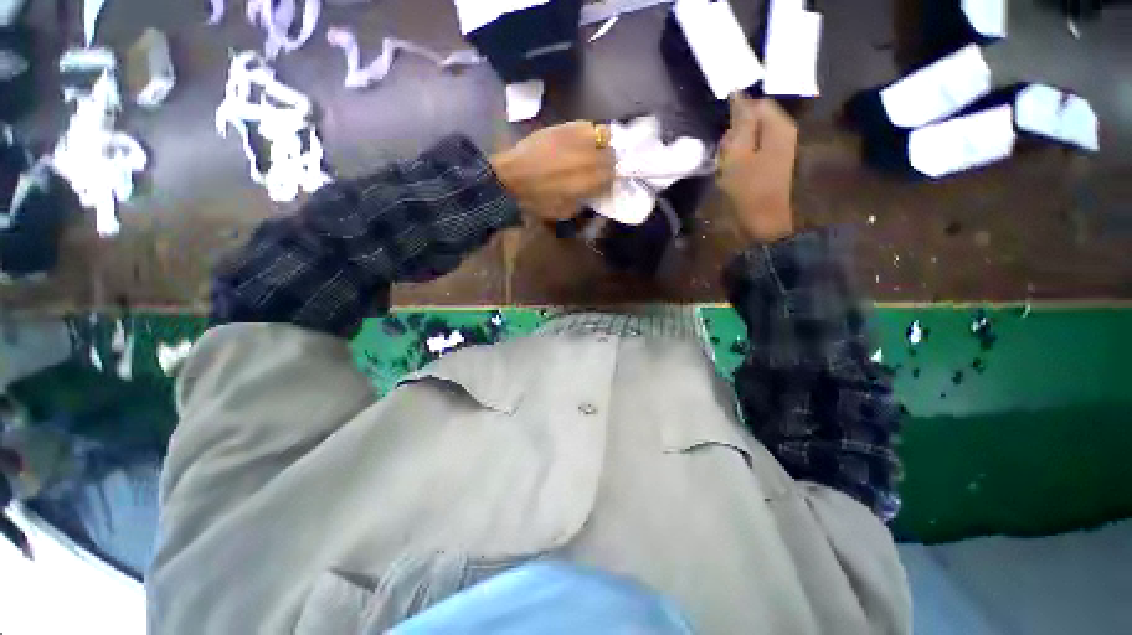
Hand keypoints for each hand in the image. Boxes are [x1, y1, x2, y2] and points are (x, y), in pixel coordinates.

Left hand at [490, 122, 614, 221]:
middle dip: (608, 162)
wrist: (511, 178)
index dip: (609, 180)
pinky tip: (581, 140)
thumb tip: (593, 193)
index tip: (603, 183)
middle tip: (599, 168)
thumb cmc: (537, 200)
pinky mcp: (564, 126)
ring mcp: (576, 139)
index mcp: (587, 182)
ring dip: (602, 144)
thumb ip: (584, 202)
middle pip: (611, 155)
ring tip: (594, 150)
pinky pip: (587, 125)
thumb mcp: (564, 212)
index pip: (611, 177)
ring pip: (604, 135)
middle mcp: (587, 158)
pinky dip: (589, 132)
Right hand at [718, 97, 797, 242]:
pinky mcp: (773, 161)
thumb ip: (740, 122)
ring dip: (735, 149)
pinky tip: (734, 174)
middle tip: (725, 157)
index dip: (735, 117)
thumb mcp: (739, 154)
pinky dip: (740, 159)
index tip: (724, 139)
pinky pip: (753, 150)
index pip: (755, 104)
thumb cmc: (749, 188)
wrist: (765, 220)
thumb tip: (738, 94)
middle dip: (734, 135)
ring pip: (750, 136)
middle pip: (753, 119)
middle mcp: (783, 131)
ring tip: (727, 169)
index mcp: (778, 126)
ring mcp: (780, 147)